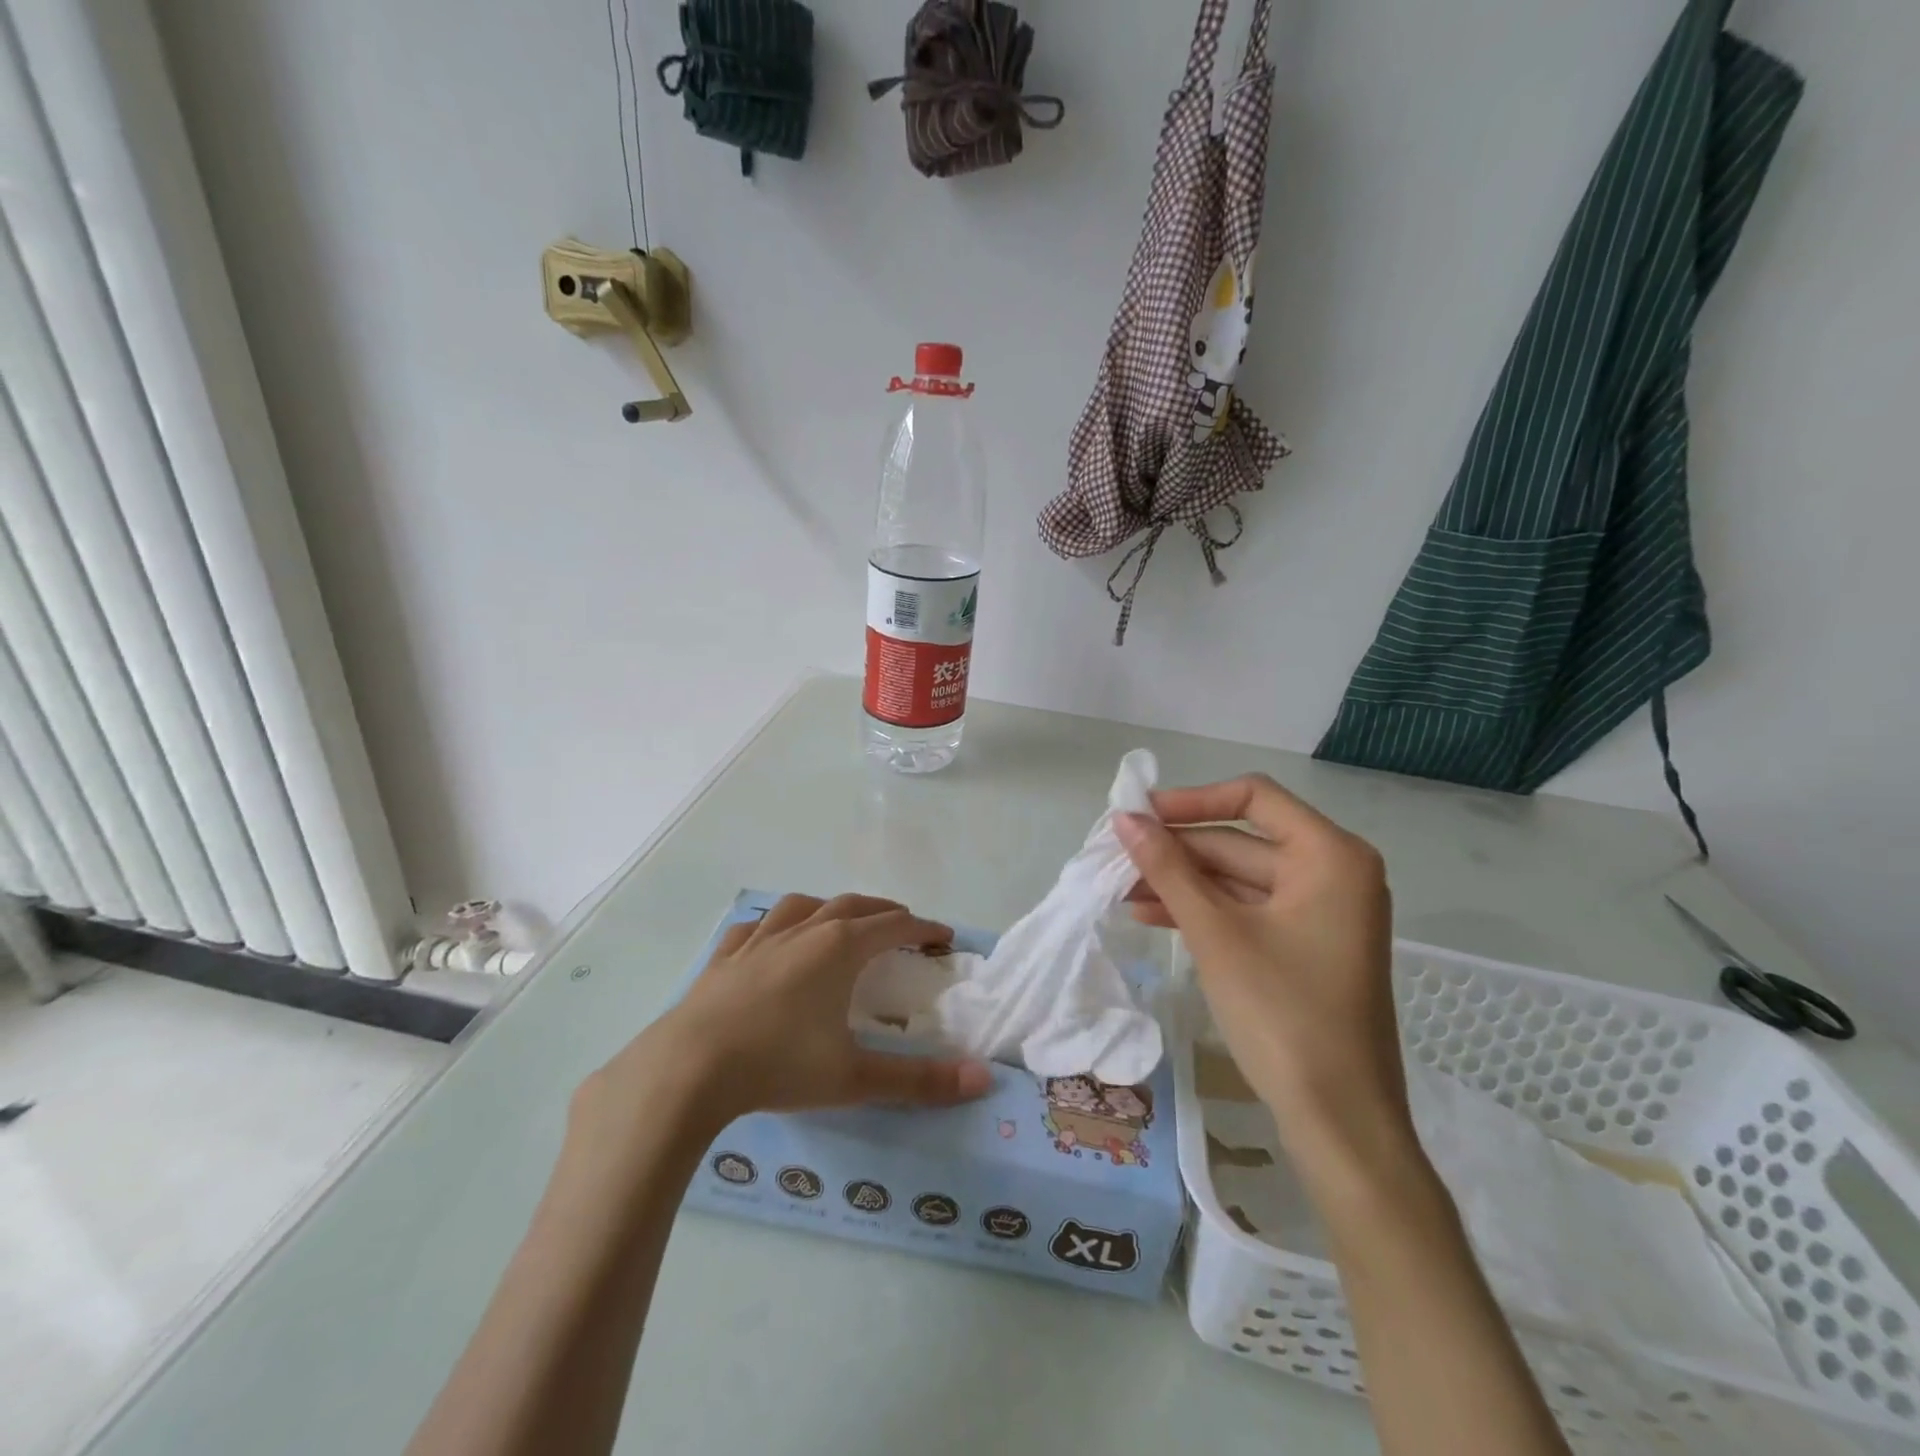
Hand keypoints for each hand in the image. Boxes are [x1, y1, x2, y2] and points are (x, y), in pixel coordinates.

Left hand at [576, 894, 991, 1154]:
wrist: (688, 1069)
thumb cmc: (779, 1065)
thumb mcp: (855, 1078)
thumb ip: (920, 1081)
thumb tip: (983, 1079)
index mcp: (840, 948)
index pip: (895, 925)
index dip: (924, 927)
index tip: (944, 937)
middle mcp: (804, 931)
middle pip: (854, 906)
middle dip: (885, 912)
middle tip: (904, 926)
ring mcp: (760, 939)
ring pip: (805, 906)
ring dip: (832, 908)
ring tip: (841, 922)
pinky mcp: (725, 956)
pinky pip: (757, 926)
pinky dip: (776, 925)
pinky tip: (771, 938)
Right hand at [1115, 776, 1413, 1187]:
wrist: (1340, 1122)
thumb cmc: (1283, 1014)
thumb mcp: (1216, 933)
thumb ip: (1168, 869)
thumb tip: (1123, 819)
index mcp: (1331, 855)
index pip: (1254, 796)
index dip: (1192, 800)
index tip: (1139, 815)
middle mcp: (1333, 873)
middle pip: (1241, 840)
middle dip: (1177, 852)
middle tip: (1116, 858)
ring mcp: (1321, 912)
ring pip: (1238, 879)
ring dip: (1181, 884)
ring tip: (1122, 891)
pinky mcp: (1305, 946)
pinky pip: (1246, 911)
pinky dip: (1202, 911)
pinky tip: (1151, 917)